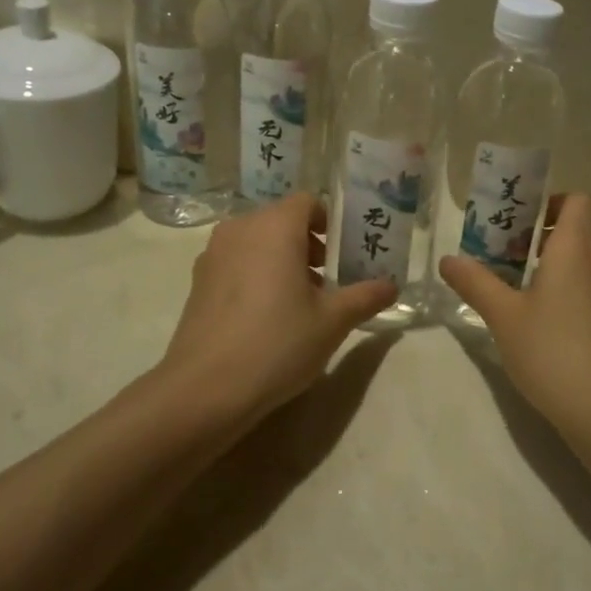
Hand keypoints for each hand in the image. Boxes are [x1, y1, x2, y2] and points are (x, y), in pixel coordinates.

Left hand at [160, 193, 395, 421]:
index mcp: (275, 227)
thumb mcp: (332, 322)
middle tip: (329, 280)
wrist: (205, 388)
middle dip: (308, 243)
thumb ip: (365, 297)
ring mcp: (213, 254)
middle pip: (281, 220)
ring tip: (300, 301)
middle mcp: (241, 229)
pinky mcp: (198, 282)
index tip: (343, 254)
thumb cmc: (278, 343)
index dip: (329, 222)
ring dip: (281, 259)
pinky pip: (236, 262)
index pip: (307, 202)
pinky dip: (256, 274)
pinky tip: (266, 316)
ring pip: (257, 242)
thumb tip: (391, 286)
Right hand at [439, 193, 590, 440]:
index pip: (580, 201)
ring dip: (558, 273)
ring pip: (588, 269)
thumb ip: (475, 283)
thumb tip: (448, 260)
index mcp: (576, 250)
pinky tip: (548, 333)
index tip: (524, 222)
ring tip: (522, 299)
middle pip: (579, 235)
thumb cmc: (551, 351)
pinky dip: (573, 300)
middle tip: (507, 262)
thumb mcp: (502, 316)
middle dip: (543, 242)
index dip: (554, 202)